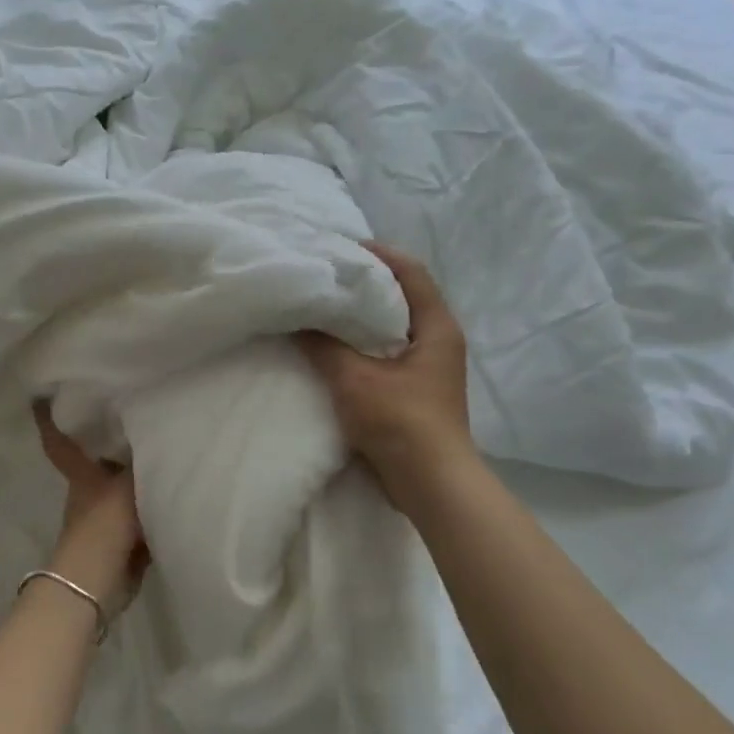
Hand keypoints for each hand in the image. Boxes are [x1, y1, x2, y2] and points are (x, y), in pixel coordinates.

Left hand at [33, 403, 147, 618]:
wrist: (98, 582)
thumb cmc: (104, 525)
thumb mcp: (126, 486)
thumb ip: (144, 463)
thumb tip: (159, 436)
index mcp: (82, 476)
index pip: (61, 443)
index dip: (49, 421)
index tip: (39, 398)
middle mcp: (89, 493)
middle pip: (96, 462)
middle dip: (109, 444)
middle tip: (131, 416)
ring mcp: (103, 518)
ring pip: (120, 488)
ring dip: (135, 475)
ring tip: (163, 449)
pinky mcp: (121, 541)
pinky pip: (139, 514)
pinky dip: (152, 505)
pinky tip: (174, 491)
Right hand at [298, 242, 473, 497]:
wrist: (430, 485)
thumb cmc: (401, 422)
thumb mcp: (355, 379)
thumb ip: (324, 346)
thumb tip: (296, 319)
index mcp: (436, 327)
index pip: (410, 272)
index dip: (378, 254)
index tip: (339, 248)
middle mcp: (436, 340)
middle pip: (399, 297)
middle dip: (363, 283)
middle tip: (322, 275)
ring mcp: (426, 367)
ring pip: (389, 327)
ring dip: (358, 316)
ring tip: (319, 306)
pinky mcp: (412, 390)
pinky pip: (383, 353)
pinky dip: (358, 344)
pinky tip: (328, 346)